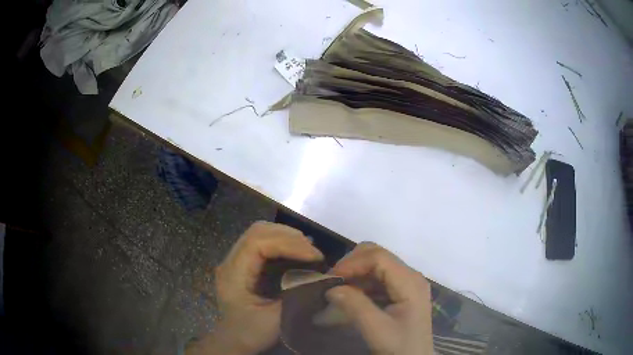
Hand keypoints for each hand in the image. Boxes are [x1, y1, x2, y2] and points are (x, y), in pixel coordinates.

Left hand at [187, 221, 323, 354]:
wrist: (233, 341)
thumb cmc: (250, 332)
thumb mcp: (275, 319)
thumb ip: (295, 295)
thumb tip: (320, 274)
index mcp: (233, 274)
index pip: (257, 242)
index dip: (288, 243)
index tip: (314, 255)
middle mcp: (230, 261)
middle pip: (257, 232)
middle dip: (289, 236)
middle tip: (313, 251)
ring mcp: (234, 261)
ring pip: (259, 234)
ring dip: (286, 237)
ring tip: (308, 249)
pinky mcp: (242, 264)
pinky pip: (261, 243)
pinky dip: (281, 243)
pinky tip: (296, 252)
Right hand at [326, 242, 432, 354]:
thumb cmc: (400, 347)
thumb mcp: (377, 330)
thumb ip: (355, 307)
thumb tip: (331, 288)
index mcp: (410, 282)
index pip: (378, 257)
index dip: (352, 263)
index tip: (330, 279)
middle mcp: (411, 276)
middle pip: (377, 255)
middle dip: (352, 265)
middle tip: (333, 283)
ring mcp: (407, 282)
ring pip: (376, 265)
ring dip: (354, 274)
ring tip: (337, 291)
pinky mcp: (401, 291)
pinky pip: (377, 278)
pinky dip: (360, 283)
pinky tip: (350, 297)